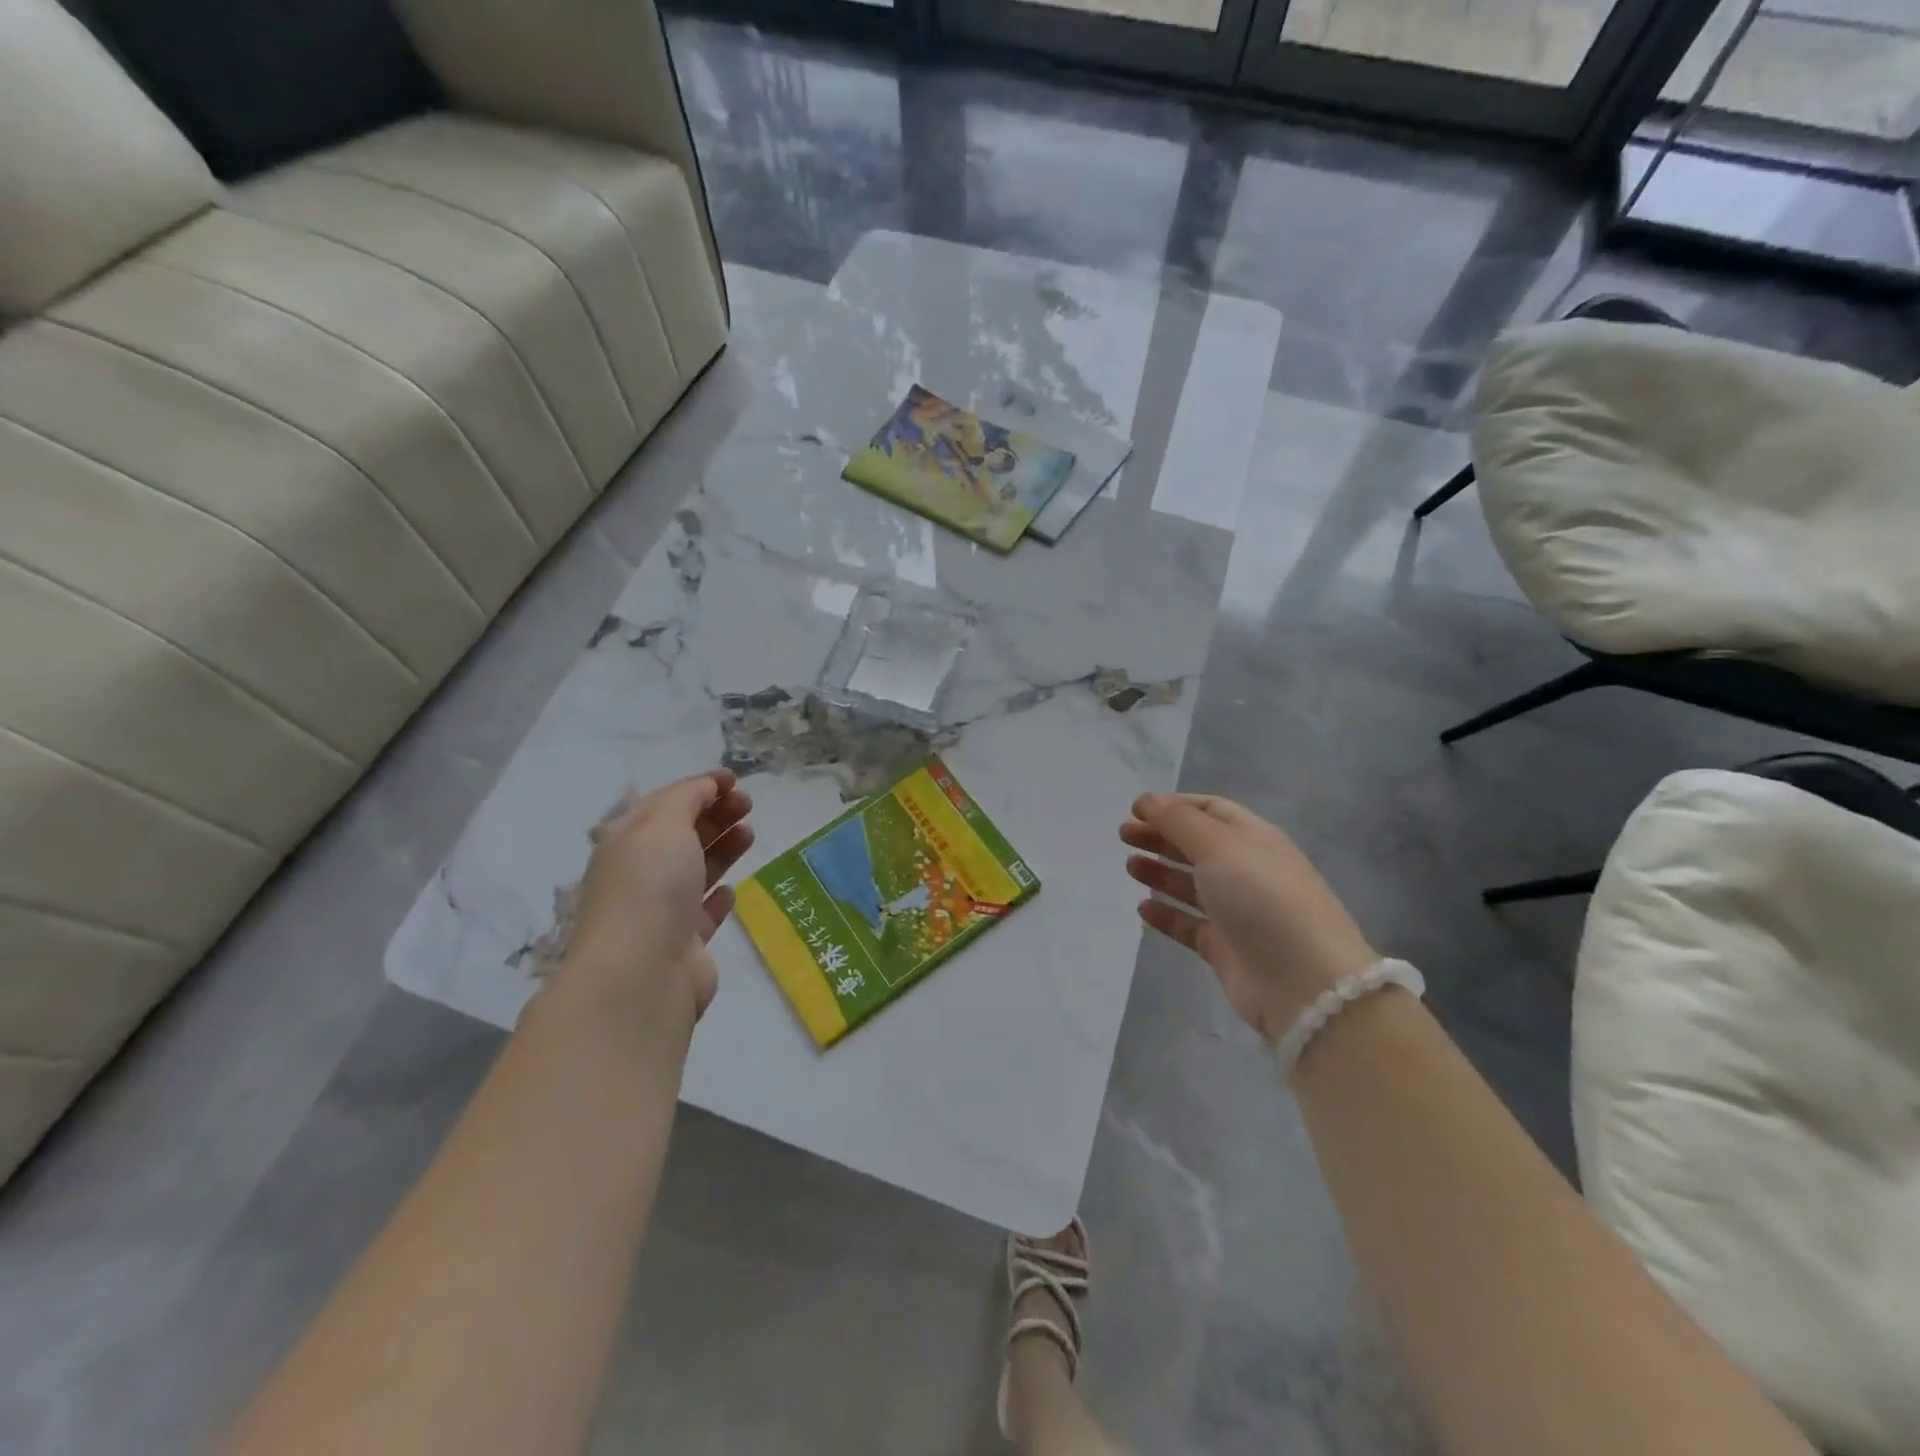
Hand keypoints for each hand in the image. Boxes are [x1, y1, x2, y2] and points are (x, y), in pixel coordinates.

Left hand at [559, 770, 754, 1032]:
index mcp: (627, 841)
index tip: (734, 780)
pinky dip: (718, 897)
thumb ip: (688, 798)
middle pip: (682, 835)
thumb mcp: (665, 824)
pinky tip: (732, 889)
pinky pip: (703, 913)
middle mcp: (640, 874)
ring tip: (749, 833)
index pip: (664, 803)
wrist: (643, 971)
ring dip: (722, 848)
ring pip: (696, 871)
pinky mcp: (684, 944)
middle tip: (748, 804)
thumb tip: (706, 787)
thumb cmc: (651, 885)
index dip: (698, 787)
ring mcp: (662, 911)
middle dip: (715, 814)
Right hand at [1122, 793, 1376, 1042]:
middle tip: (1124, 836)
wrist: (1304, 982)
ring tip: (1130, 867)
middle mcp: (1247, 871)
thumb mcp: (1218, 847)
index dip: (1174, 806)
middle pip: (1198, 846)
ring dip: (1160, 872)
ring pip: (1192, 885)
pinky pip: (1190, 924)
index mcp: (1254, 839)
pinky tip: (1143, 909)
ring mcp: (1238, 912)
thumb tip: (1148, 801)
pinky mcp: (1226, 949)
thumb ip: (1178, 821)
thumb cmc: (1261, 898)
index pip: (1211, 810)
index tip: (1136, 810)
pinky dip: (1167, 914)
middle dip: (1161, 836)